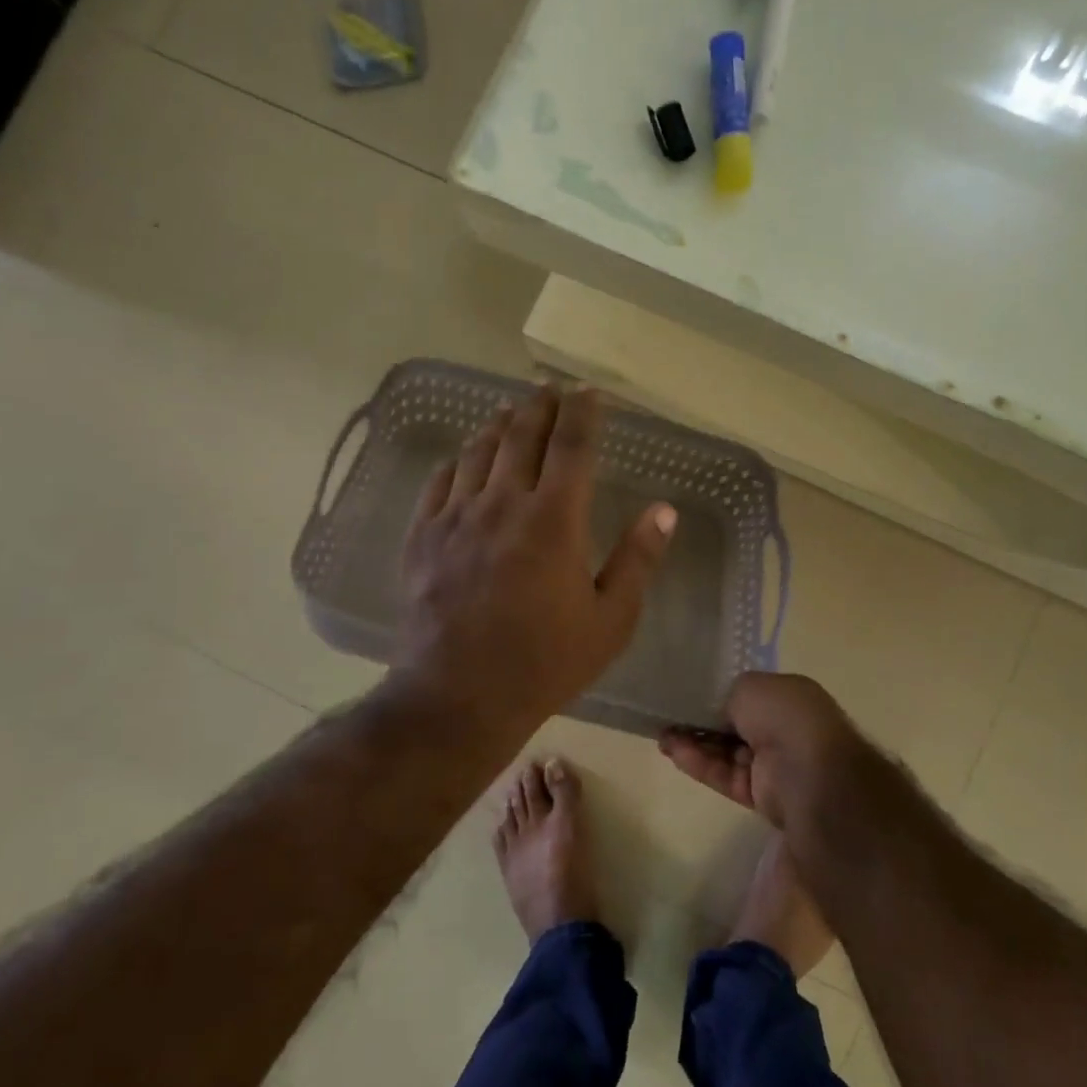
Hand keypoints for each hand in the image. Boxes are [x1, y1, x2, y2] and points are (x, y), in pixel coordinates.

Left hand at [390, 385, 676, 735]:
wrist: (458, 696)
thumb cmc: (544, 663)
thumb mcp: (610, 621)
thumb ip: (638, 560)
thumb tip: (664, 510)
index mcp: (554, 520)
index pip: (572, 445)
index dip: (582, 412)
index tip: (588, 391)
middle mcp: (502, 504)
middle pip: (521, 436)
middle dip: (539, 407)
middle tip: (549, 390)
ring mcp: (456, 517)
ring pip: (478, 451)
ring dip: (498, 425)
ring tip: (509, 410)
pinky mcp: (423, 536)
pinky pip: (439, 482)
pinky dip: (457, 460)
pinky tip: (464, 456)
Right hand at [660, 672, 872, 828]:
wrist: (811, 775)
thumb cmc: (785, 717)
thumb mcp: (751, 686)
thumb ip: (729, 695)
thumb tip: (720, 714)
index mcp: (789, 699)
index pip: (749, 697)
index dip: (718, 698)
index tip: (688, 697)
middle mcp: (784, 730)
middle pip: (735, 726)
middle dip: (702, 723)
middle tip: (668, 719)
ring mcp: (774, 765)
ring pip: (726, 753)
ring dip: (695, 744)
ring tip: (661, 736)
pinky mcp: (761, 796)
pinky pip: (726, 776)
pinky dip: (700, 764)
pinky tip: (674, 753)